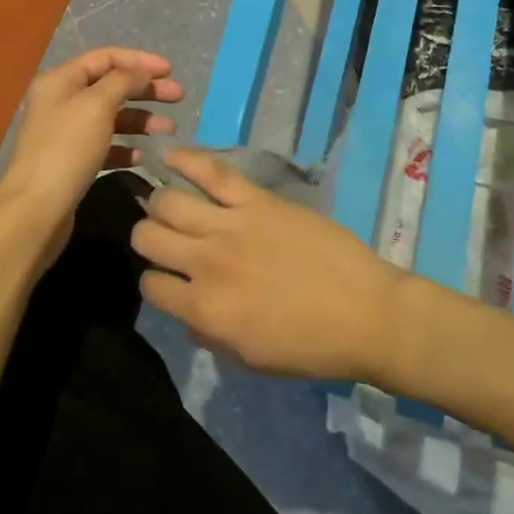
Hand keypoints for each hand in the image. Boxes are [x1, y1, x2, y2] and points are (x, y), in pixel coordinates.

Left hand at [0, 47, 182, 267]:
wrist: (36, 210)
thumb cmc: (66, 149)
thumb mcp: (97, 105)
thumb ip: (123, 81)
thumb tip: (141, 71)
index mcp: (61, 80)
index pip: (106, 57)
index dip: (139, 60)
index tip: (170, 70)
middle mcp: (61, 101)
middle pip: (111, 86)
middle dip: (145, 89)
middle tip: (178, 96)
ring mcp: (65, 133)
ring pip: (111, 117)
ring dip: (141, 119)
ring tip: (168, 130)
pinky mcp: (72, 162)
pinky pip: (105, 146)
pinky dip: (125, 148)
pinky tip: (141, 158)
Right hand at [132, 148, 404, 381]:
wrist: (365, 313)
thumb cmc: (309, 346)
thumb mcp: (248, 357)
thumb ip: (205, 330)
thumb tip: (185, 304)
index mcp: (204, 310)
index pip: (150, 285)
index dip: (154, 282)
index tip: (166, 278)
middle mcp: (206, 263)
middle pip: (147, 236)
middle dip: (148, 238)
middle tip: (165, 239)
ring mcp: (230, 225)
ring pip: (168, 200)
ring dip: (161, 203)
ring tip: (170, 205)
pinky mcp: (256, 199)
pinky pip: (211, 170)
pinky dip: (185, 159)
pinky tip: (170, 156)